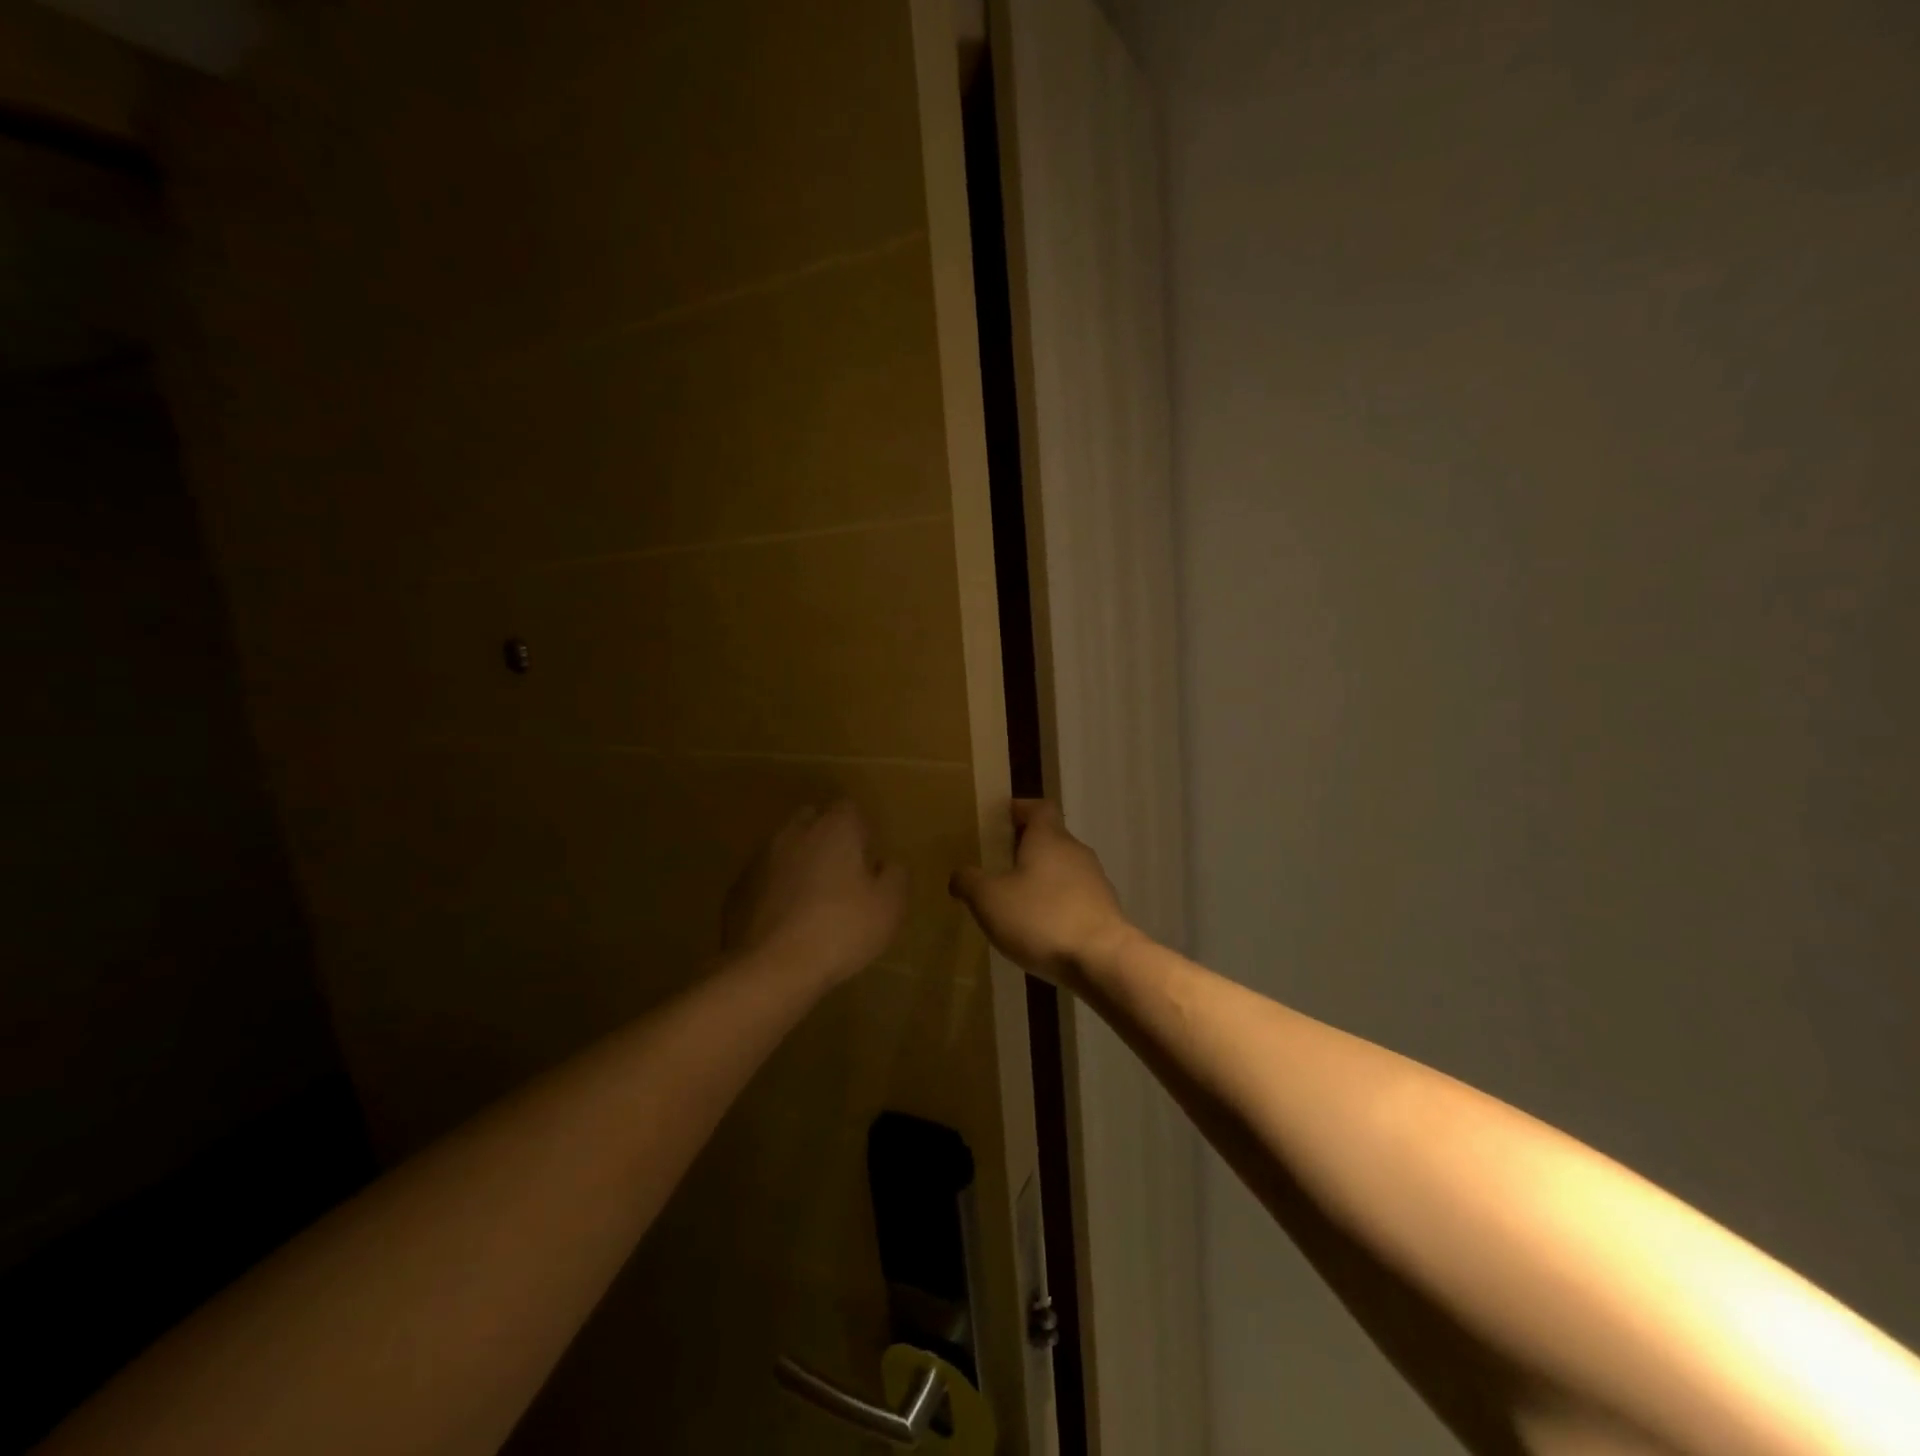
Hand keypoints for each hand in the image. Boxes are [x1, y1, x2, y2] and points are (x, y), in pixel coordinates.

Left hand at [722, 799, 907, 989]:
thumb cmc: (840, 929)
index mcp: (835, 828)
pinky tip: (786, 920)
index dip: (861, 830)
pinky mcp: (738, 887)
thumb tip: (886, 864)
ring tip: (812, 900)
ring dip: (799, 863)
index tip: (867, 858)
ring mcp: (760, 858)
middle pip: (813, 819)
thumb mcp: (889, 906)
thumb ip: (895, 875)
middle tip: (841, 873)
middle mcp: (795, 832)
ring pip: (785, 847)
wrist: (770, 968)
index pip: (850, 808)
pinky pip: (764, 877)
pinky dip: (775, 889)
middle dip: (827, 837)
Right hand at [949, 800, 1137, 990]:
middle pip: (1050, 837)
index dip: (1020, 809)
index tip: (1000, 819)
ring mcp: (1094, 880)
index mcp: (1048, 838)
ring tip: (1015, 898)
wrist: (1102, 959)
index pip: (1038, 807)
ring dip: (1041, 877)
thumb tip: (959, 874)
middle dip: (1026, 846)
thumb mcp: (989, 899)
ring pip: (1063, 868)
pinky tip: (1040, 926)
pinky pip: (1074, 896)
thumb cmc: (1041, 918)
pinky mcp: (1104, 909)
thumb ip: (969, 881)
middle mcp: (1075, 851)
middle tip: (998, 862)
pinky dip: (1056, 902)